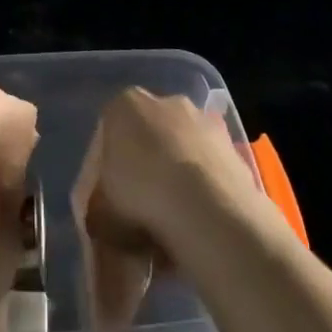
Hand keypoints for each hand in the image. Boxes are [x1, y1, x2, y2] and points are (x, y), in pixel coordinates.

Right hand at [78, 88, 265, 260]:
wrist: (207, 209)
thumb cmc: (141, 198)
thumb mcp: (100, 212)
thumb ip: (99, 209)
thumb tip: (104, 221)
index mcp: (124, 105)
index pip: (108, 134)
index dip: (105, 172)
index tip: (110, 203)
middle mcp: (164, 101)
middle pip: (147, 139)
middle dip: (144, 172)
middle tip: (141, 214)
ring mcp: (202, 121)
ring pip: (180, 153)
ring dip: (175, 182)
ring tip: (172, 230)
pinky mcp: (232, 145)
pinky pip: (207, 169)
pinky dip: (202, 192)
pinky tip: (198, 227)